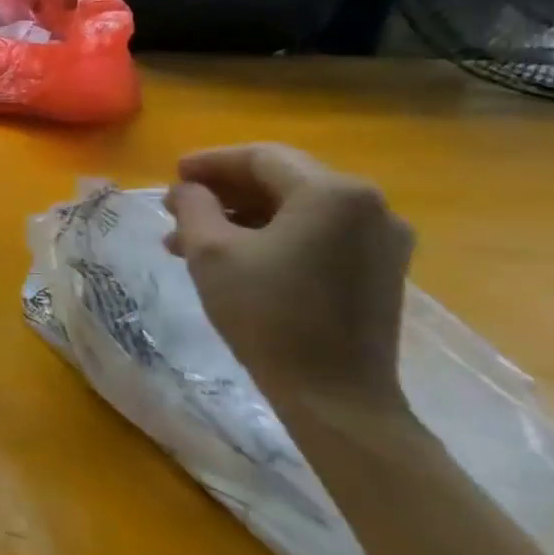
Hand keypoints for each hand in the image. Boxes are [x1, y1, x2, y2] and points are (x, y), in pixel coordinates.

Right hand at [163, 143, 414, 415]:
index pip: (261, 158)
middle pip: (282, 180)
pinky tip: (234, 257)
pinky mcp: (379, 270)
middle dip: (224, 192)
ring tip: (192, 240)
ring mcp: (381, 240)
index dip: (211, 162)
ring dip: (242, 217)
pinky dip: (272, 236)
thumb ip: (194, 206)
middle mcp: (368, 205)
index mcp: (332, 193)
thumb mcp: (211, 252)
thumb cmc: (267, 314)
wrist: (335, 396)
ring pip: (297, 210)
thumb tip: (188, 190)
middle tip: (177, 208)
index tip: (172, 175)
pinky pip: (317, 234)